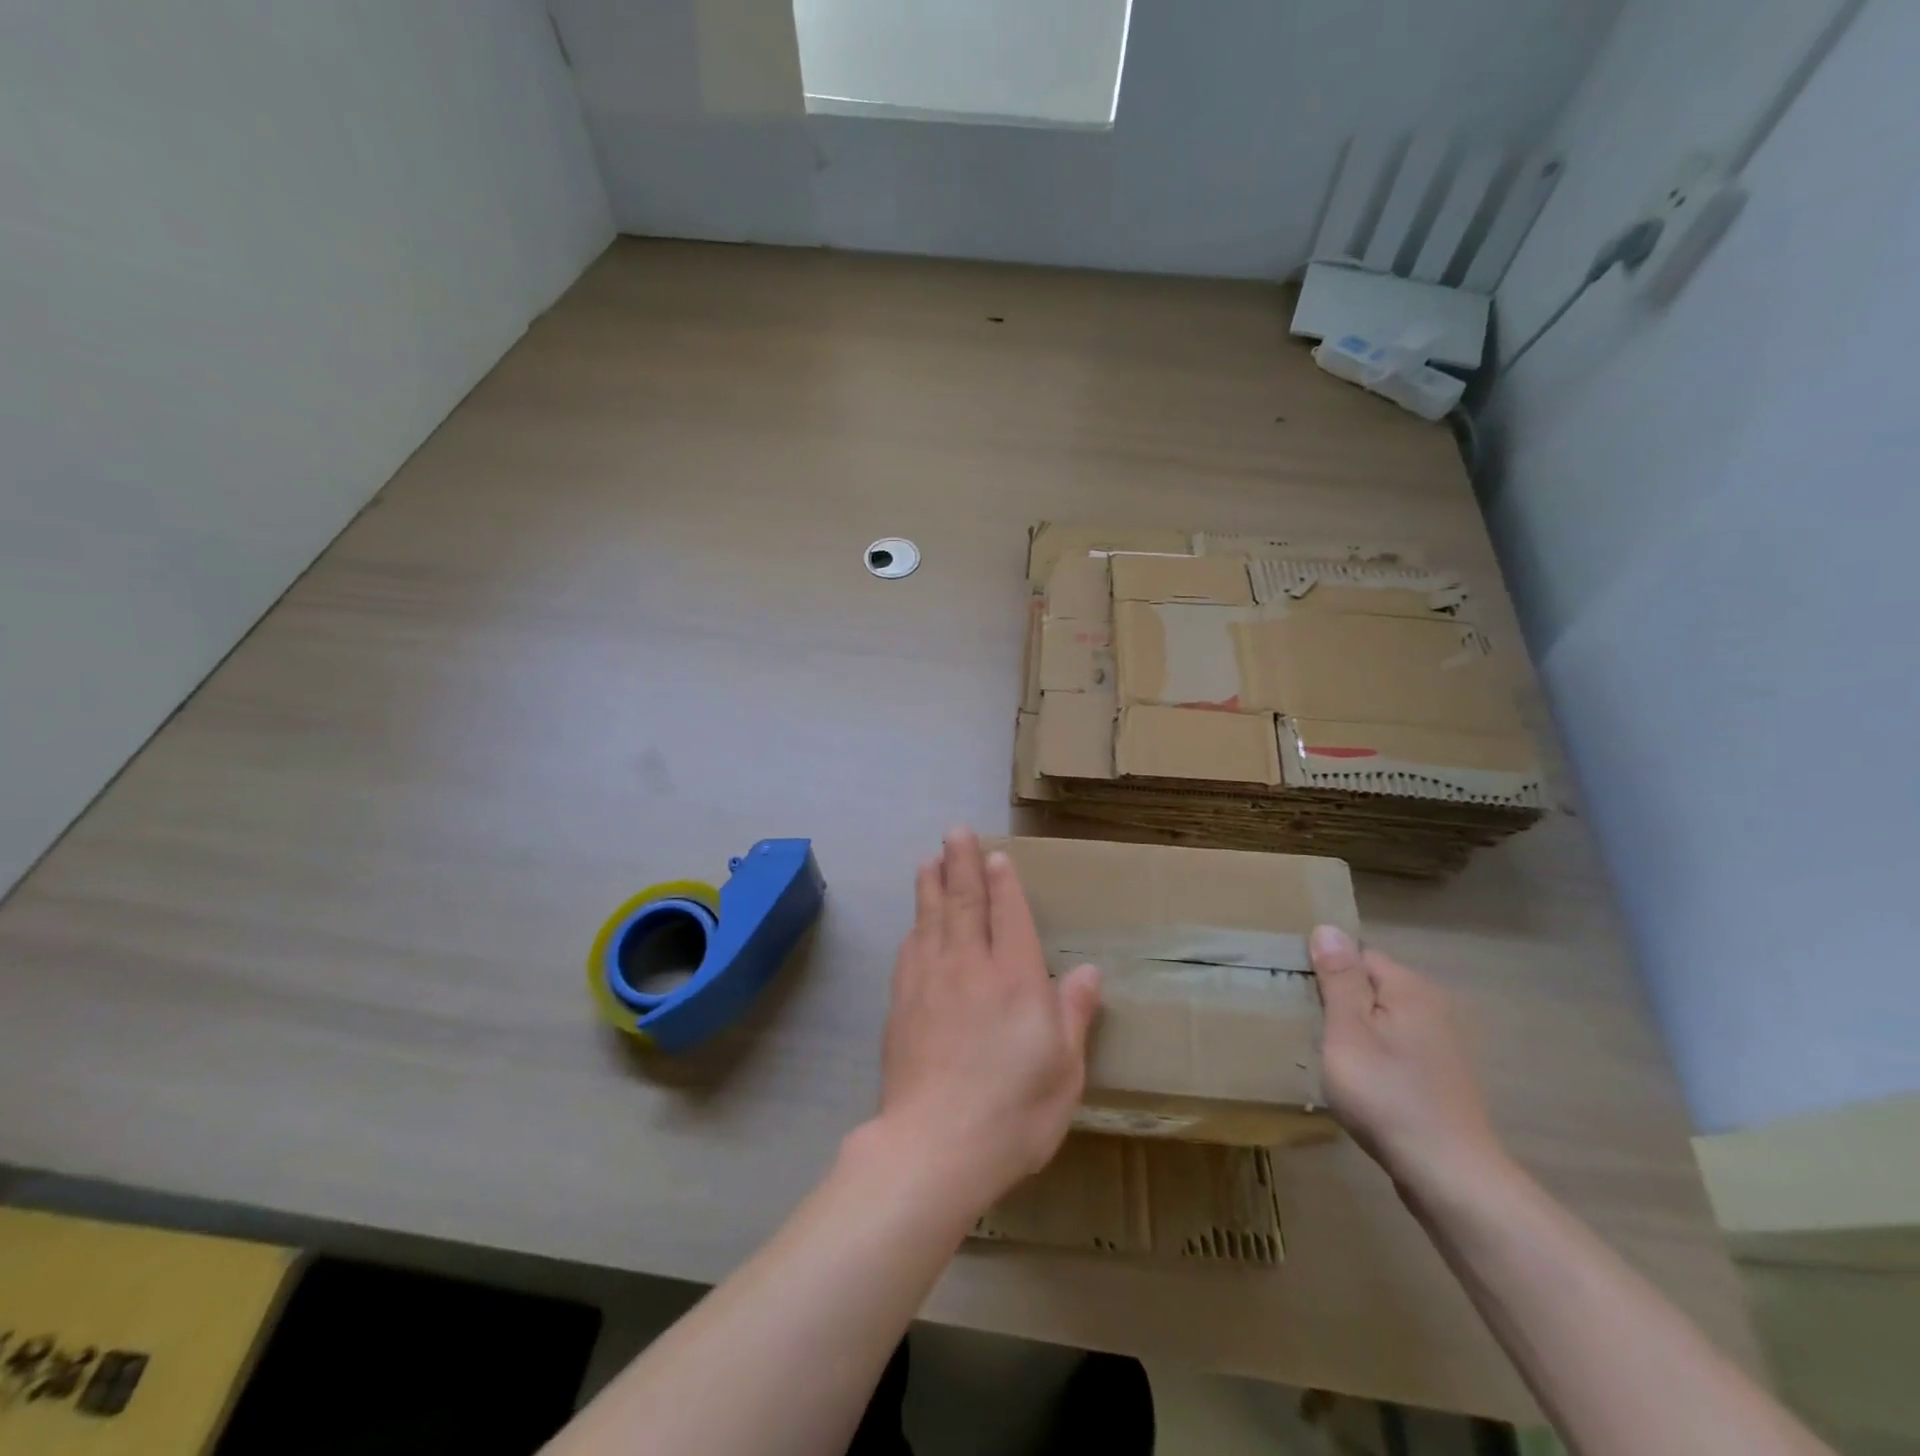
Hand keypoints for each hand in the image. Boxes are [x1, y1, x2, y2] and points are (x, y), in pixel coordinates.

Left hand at [868, 829, 1102, 1212]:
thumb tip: (1089, 970)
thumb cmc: (1013, 1112)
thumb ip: (1074, 1013)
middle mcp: (969, 967)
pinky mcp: (901, 1004)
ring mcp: (929, 982)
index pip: (1008, 914)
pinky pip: (909, 951)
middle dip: (960, 863)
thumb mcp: (1064, 1070)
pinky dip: (914, 928)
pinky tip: (913, 924)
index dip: (1002, 881)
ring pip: (930, 918)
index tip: (995, 855)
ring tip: (929, 859)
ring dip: (930, 884)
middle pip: (963, 902)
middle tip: (954, 831)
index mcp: (1014, 978)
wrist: (934, 1147)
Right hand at [1310, 925, 1505, 1194]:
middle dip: (1339, 1002)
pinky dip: (1375, 1058)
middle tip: (1307, 1028)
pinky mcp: (1441, 1079)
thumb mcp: (1348, 1030)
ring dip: (1356, 1032)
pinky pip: (1396, 1049)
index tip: (1298, 995)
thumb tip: (1328, 928)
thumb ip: (1339, 979)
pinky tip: (1360, 1083)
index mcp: (1410, 988)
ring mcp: (1442, 1046)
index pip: (1357, 955)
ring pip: (1383, 1020)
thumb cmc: (1387, 1095)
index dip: (1325, 971)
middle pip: (1371, 987)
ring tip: (1328, 1056)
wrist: (1450, 1176)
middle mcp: (1433, 1008)